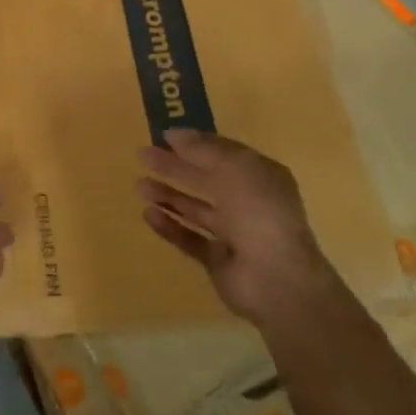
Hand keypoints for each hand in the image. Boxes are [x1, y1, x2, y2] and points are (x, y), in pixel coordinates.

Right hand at [136, 130, 330, 325]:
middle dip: (175, 167)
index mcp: (262, 177)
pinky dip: (170, 227)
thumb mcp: (234, 169)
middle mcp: (249, 203)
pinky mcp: (219, 261)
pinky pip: (190, 239)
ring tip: (139, 185)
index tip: (164, 136)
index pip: (225, 153)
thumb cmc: (259, 213)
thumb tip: (174, 134)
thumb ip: (202, 151)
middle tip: (143, 155)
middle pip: (206, 179)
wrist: (276, 280)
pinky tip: (148, 214)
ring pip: (196, 209)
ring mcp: (235, 234)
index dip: (196, 143)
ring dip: (169, 196)